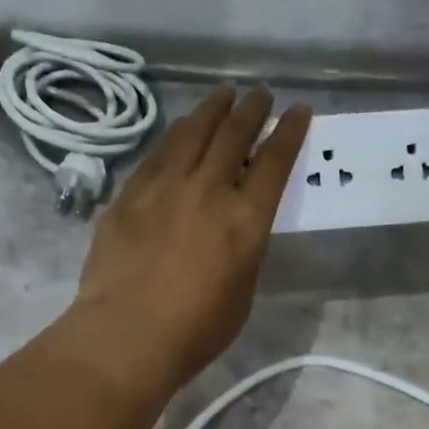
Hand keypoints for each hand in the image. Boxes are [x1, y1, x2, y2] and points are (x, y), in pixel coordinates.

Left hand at [69, 86, 310, 390]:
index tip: (298, 110)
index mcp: (246, 219)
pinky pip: (157, 153)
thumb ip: (244, 251)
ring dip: (212, 110)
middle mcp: (209, 190)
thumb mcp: (242, 293)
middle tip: (260, 95)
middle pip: (234, 135)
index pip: (275, 161)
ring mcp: (165, 188)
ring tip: (222, 96)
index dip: (290, 131)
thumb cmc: (196, 330)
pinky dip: (174, 135)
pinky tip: (179, 129)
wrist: (129, 334)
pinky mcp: (130, 195)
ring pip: (193, 133)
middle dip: (252, 110)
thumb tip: (236, 228)